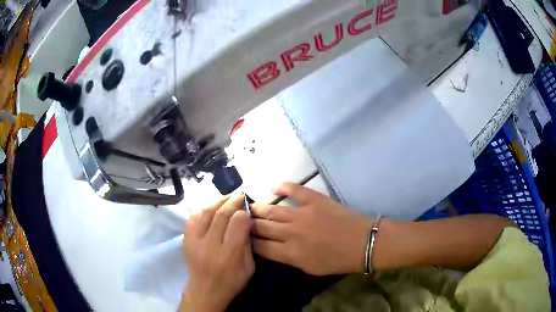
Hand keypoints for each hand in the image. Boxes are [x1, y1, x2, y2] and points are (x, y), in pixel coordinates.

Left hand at [181, 193, 253, 311]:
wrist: (205, 291)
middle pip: (221, 215)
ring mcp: (195, 240)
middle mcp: (210, 244)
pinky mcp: (186, 239)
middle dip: (232, 202)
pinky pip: (193, 217)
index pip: (237, 223)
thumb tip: (246, 222)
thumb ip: (248, 245)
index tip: (248, 210)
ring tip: (227, 197)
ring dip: (218, 201)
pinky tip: (212, 206)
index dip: (243, 212)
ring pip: (206, 212)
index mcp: (229, 254)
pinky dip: (203, 208)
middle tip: (240, 195)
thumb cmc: (231, 282)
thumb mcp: (248, 268)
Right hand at [251, 183, 373, 275]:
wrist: (363, 243)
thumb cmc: (338, 261)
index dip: (249, 242)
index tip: (243, 238)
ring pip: (272, 210)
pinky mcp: (314, 200)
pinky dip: (282, 186)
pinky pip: (294, 190)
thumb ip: (290, 259)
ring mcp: (302, 215)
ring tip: (249, 207)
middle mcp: (291, 233)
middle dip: (248, 224)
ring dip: (258, 208)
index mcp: (290, 254)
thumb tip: (275, 249)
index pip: (261, 247)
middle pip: (262, 227)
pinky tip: (272, 186)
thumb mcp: (311, 269)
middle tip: (241, 220)